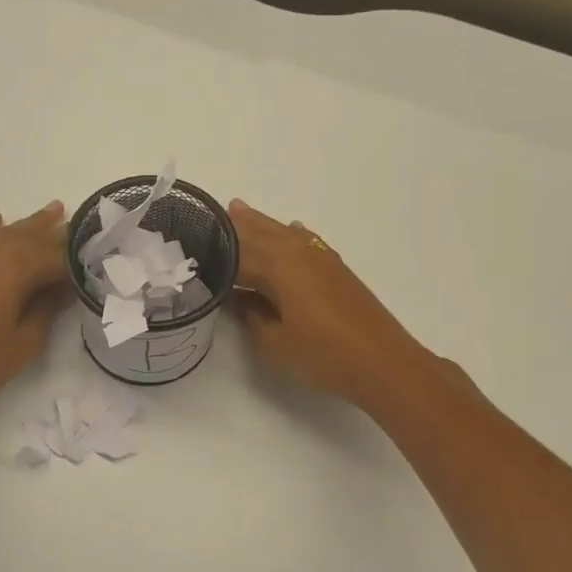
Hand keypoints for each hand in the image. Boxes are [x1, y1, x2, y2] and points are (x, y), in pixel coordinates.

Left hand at [0, 202, 70, 425]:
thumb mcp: (25, 342)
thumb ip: (48, 309)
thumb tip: (63, 289)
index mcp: (16, 267)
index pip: (58, 256)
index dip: (78, 260)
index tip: (96, 261)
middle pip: (32, 235)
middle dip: (58, 232)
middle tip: (81, 226)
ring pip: (4, 231)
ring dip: (29, 224)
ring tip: (53, 211)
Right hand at [226, 199, 434, 412]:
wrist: (383, 362)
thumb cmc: (324, 355)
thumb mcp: (275, 343)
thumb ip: (251, 316)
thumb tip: (239, 299)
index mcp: (278, 266)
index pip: (235, 254)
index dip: (212, 253)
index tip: (189, 248)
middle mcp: (297, 252)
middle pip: (258, 234)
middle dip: (232, 227)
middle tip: (205, 217)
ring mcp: (320, 258)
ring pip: (282, 232)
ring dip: (259, 224)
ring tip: (236, 209)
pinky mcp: (336, 269)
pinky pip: (305, 240)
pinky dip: (291, 234)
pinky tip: (290, 229)